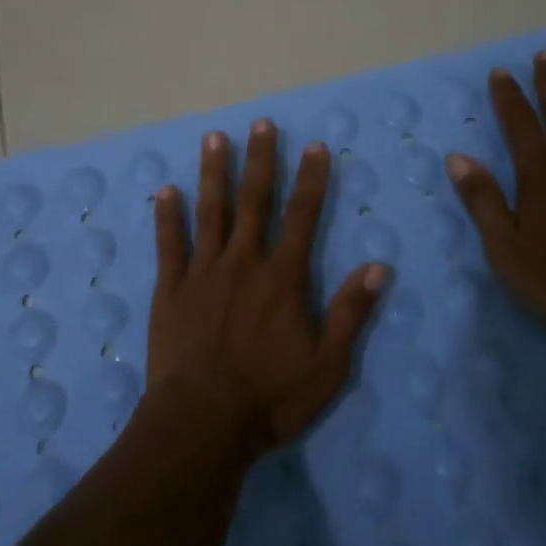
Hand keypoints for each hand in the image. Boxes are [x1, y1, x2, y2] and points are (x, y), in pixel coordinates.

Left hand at [147, 119, 388, 449]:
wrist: (203, 422)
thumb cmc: (270, 397)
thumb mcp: (328, 365)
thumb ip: (351, 313)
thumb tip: (378, 267)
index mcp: (282, 278)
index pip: (303, 217)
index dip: (312, 180)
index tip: (315, 146)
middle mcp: (243, 263)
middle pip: (254, 201)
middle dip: (261, 160)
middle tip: (262, 123)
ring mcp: (203, 272)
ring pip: (210, 212)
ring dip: (214, 173)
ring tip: (215, 137)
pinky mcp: (171, 289)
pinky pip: (169, 245)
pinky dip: (167, 216)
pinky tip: (166, 190)